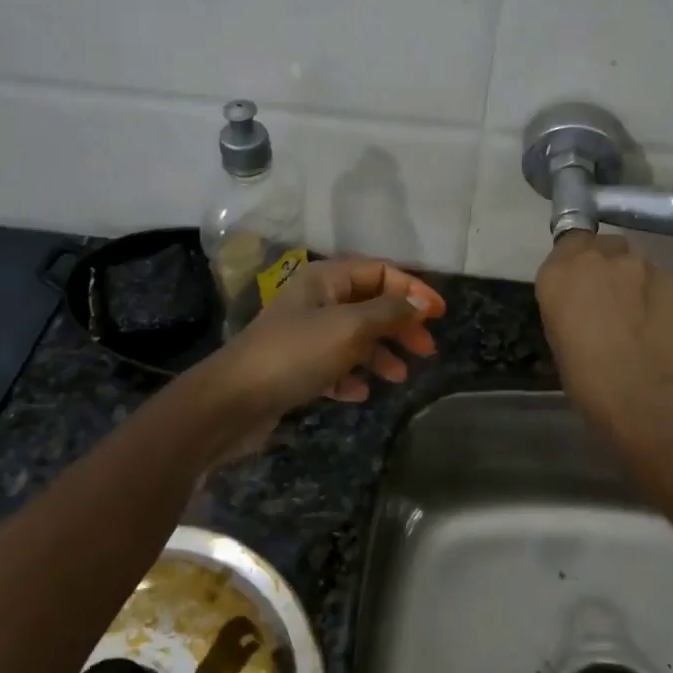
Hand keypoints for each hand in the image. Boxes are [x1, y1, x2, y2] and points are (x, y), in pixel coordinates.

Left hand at [208, 257, 445, 418]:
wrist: (233, 401)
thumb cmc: (296, 353)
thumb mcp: (350, 327)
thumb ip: (389, 312)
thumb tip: (421, 301)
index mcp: (325, 279)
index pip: (379, 271)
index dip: (412, 289)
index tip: (439, 314)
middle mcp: (315, 300)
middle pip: (369, 304)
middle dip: (400, 324)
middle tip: (426, 349)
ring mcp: (303, 335)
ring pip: (354, 337)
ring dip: (380, 353)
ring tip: (401, 376)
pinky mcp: (295, 367)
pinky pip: (334, 365)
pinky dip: (352, 375)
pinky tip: (362, 392)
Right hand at [536, 233, 672, 431]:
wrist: (644, 399)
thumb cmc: (588, 381)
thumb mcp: (560, 337)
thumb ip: (570, 304)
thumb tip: (586, 302)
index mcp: (558, 274)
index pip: (569, 241)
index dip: (579, 259)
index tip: (583, 281)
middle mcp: (597, 257)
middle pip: (604, 245)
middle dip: (608, 264)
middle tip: (612, 297)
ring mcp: (639, 264)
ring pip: (636, 260)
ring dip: (635, 278)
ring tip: (641, 312)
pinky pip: (662, 279)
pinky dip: (660, 294)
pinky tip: (662, 322)